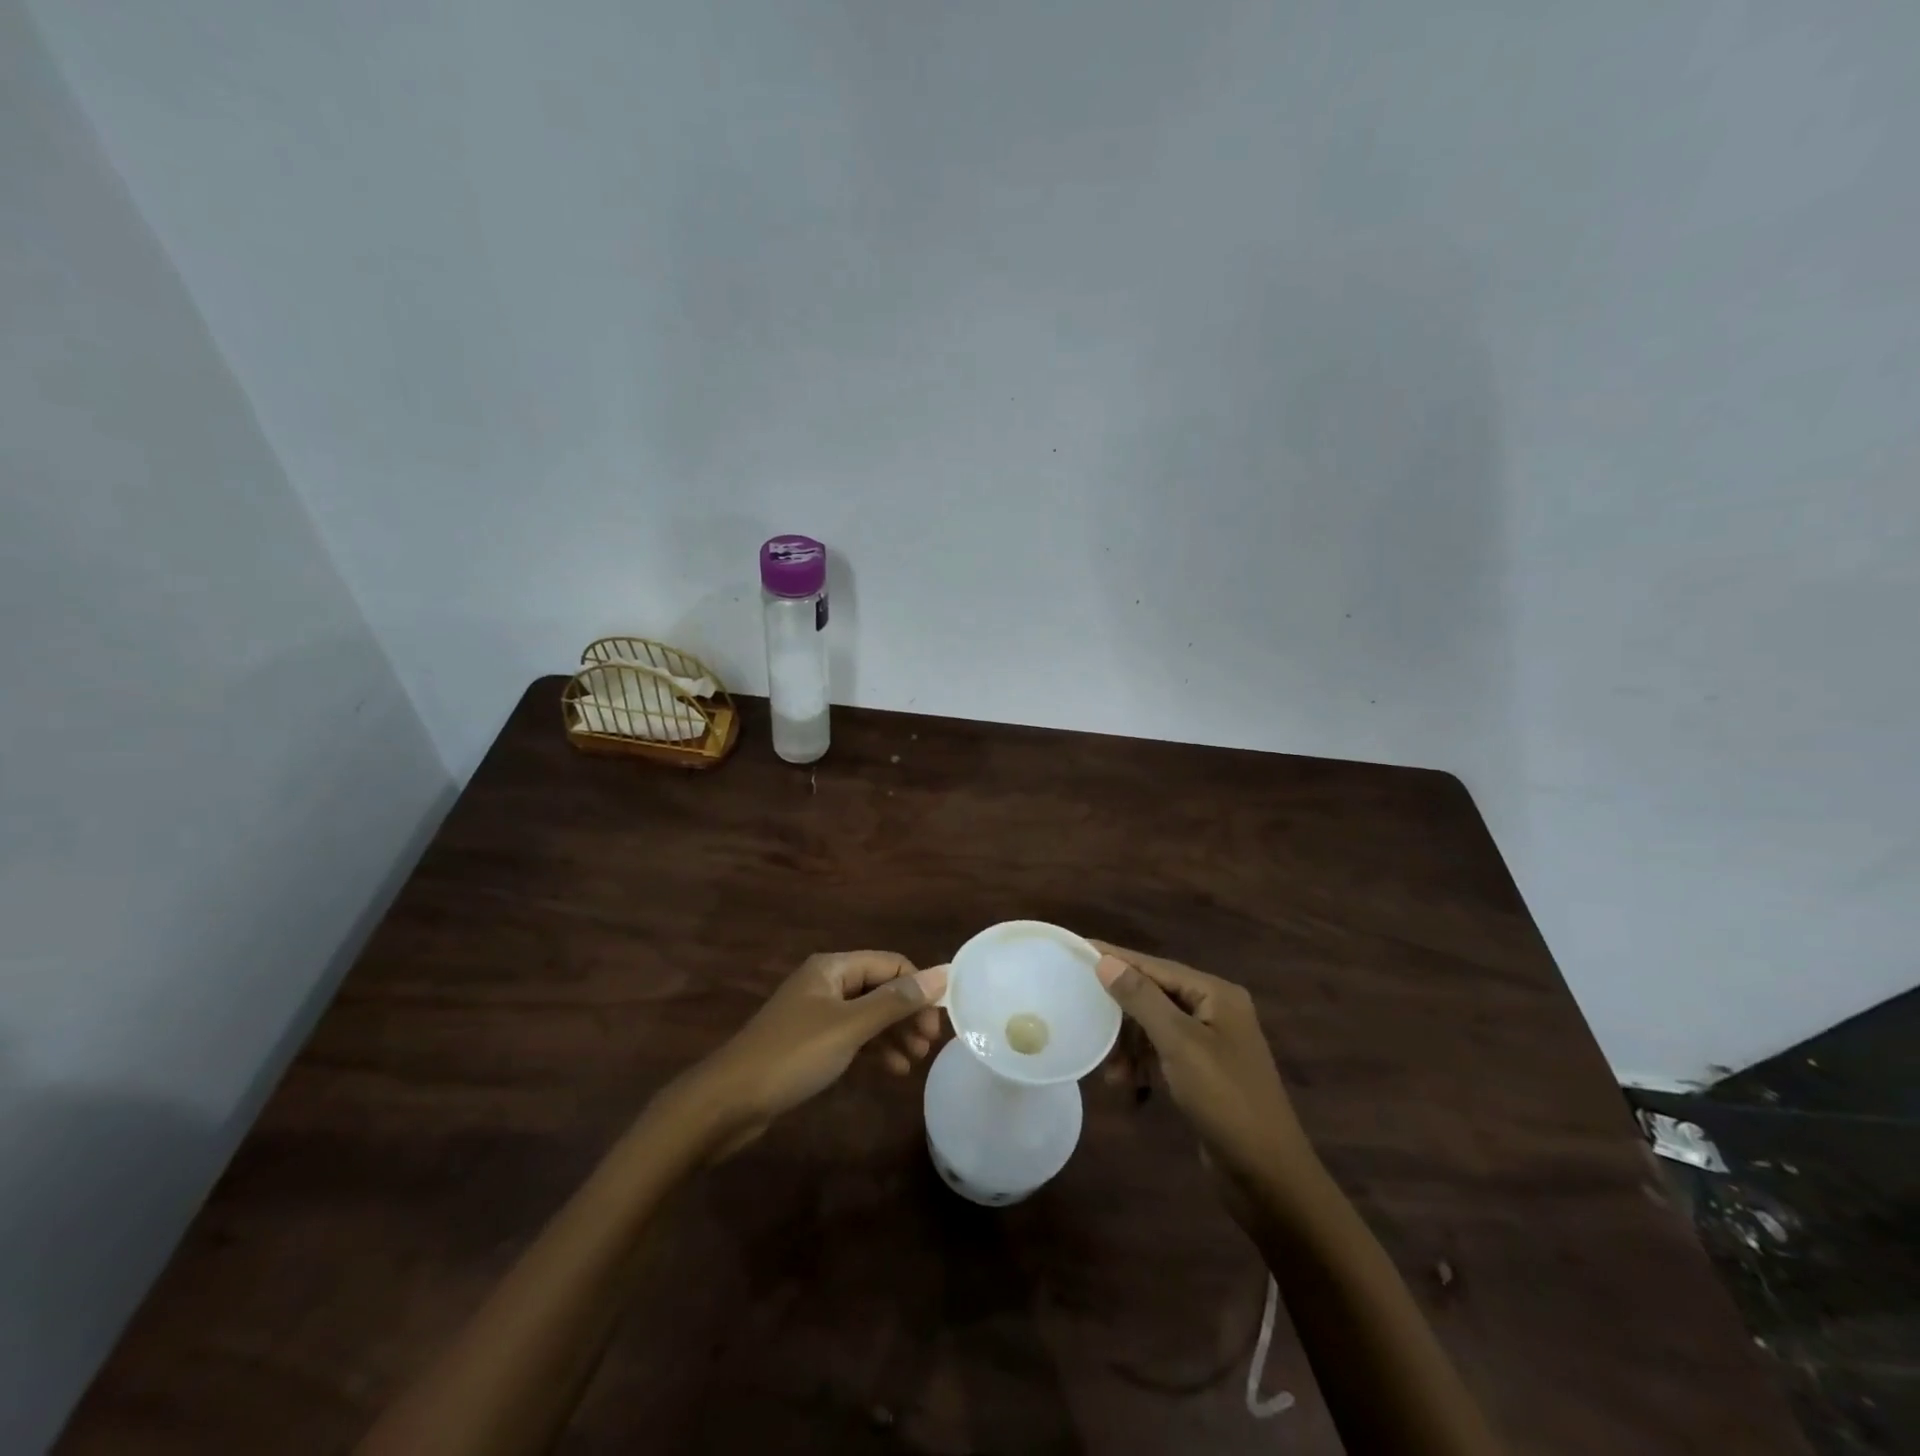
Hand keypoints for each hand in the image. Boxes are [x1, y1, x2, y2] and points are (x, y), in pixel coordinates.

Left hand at [675, 952, 947, 1159]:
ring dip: (894, 1033)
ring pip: (868, 1015)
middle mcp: (826, 983)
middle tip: (928, 1046)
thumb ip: (896, 1001)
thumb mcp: (849, 1027)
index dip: (919, 989)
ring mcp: (816, 1013)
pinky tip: (891, 1070)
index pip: (891, 964)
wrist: (727, 1102)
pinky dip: (873, 1049)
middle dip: (907, 1014)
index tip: (938, 1024)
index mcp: (833, 968)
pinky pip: (852, 1036)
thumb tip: (944, 973)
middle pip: (880, 988)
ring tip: (913, 1062)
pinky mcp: (809, 1043)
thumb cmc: (792, 1056)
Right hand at [1091, 942, 1315, 1205]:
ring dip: (1130, 1047)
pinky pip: (1163, 1054)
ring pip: (1155, 1028)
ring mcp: (1211, 1043)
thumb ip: (1141, 999)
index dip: (1117, 959)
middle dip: (1122, 1015)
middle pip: (1154, 996)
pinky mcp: (1204, 1073)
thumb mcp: (1179, 1044)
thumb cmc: (1225, 1100)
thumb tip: (1106, 960)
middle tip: (1087, 1021)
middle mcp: (1215, 1011)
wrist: (1268, 1176)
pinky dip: (1144, 1065)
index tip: (1077, 949)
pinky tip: (1129, 1086)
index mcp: (1216, 995)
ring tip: (1112, 1074)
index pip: (1156, 966)